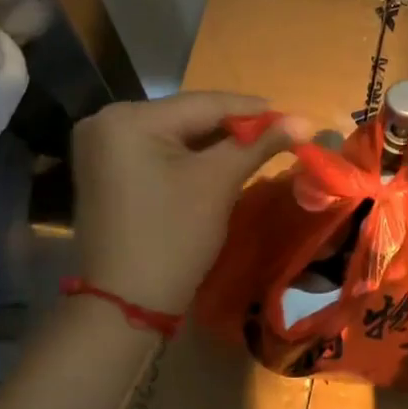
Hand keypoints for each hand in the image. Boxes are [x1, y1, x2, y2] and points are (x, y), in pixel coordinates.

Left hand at [72, 92, 311, 315]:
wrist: (126, 305)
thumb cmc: (174, 237)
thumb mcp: (218, 182)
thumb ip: (260, 143)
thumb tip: (306, 121)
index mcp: (127, 118)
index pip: (203, 103)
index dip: (253, 110)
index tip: (295, 117)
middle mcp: (106, 121)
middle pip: (187, 116)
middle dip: (234, 126)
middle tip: (280, 133)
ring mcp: (100, 147)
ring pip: (174, 134)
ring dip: (214, 141)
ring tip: (258, 145)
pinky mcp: (105, 170)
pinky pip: (157, 151)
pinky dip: (189, 156)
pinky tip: (220, 160)